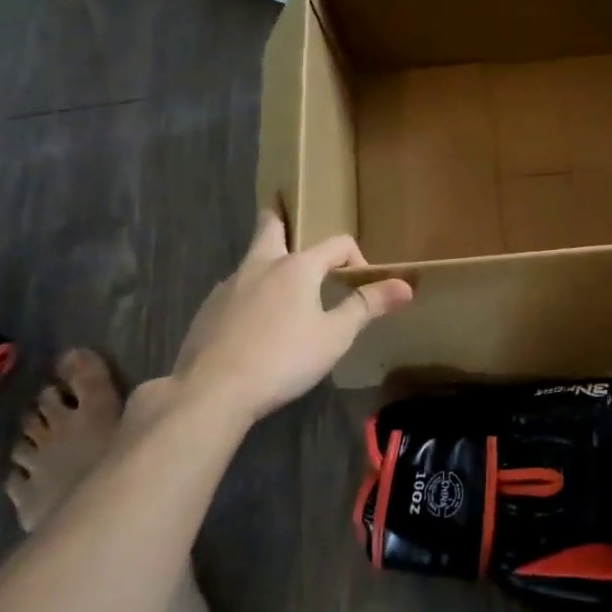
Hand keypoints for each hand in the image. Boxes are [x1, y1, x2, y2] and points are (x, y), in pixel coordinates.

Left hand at [171, 212, 412, 422]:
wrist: (211, 391)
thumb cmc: (282, 359)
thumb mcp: (334, 336)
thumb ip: (367, 306)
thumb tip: (405, 285)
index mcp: (297, 267)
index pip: (336, 244)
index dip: (355, 258)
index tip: (361, 284)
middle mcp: (260, 266)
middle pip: (270, 228)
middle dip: (281, 221)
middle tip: (288, 220)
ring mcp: (228, 287)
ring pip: (250, 261)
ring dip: (267, 265)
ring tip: (280, 288)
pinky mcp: (206, 311)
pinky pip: (233, 292)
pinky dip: (247, 296)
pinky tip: (252, 325)